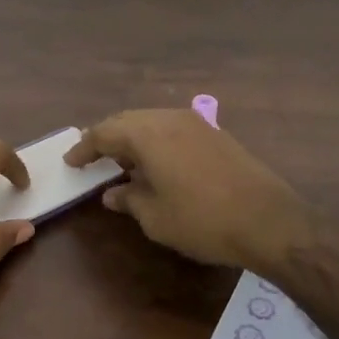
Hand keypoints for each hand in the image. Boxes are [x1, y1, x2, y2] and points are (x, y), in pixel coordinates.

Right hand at [64, 108, 318, 272]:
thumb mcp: (156, 217)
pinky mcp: (215, 133)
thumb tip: (112, 192)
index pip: (105, 132)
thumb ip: (129, 199)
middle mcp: (170, 118)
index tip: (71, 162)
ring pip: (152, 121)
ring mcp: (196, 122)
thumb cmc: (202, 220)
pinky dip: (156, 140)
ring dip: (133, 137)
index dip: (85, 148)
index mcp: (148, 134)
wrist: (267, 219)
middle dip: (107, 137)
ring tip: (122, 160)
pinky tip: (156, 161)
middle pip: (128, 120)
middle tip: (91, 156)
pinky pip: (173, 127)